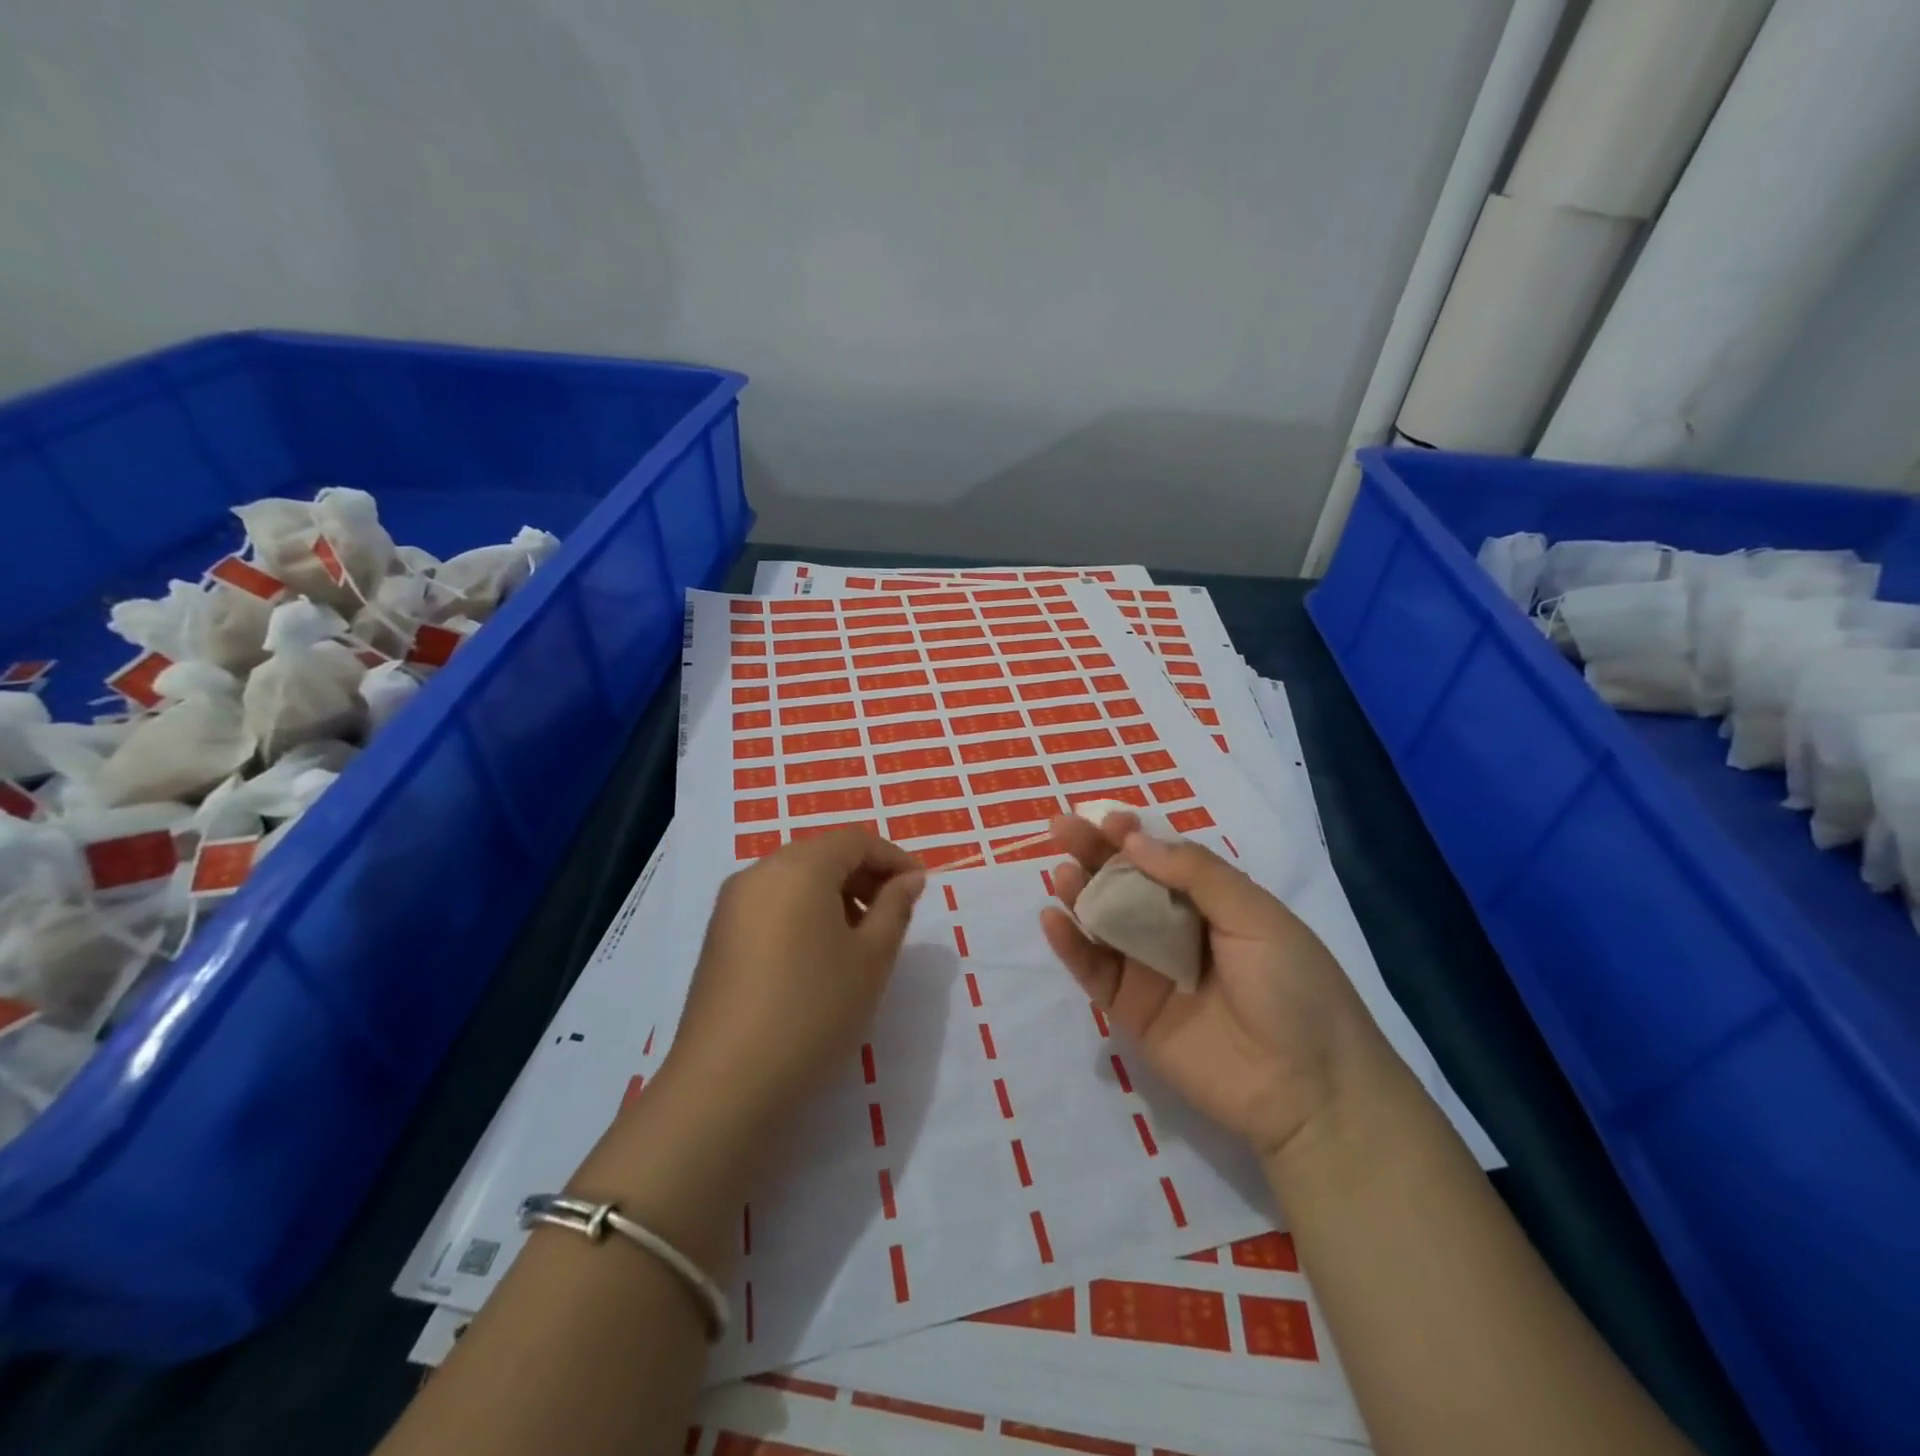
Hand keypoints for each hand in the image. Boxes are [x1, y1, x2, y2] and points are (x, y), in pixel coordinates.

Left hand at [666, 828, 925, 1127]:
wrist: (727, 1083)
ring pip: (796, 880)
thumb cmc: (814, 1010)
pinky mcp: (719, 936)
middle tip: (895, 914)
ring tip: (860, 940)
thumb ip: (895, 908)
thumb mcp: (871, 958)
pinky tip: (819, 956)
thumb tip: (909, 878)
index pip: (855, 840)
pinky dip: (804, 913)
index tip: (921, 888)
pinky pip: (772, 904)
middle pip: (823, 855)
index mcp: (798, 867)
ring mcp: (732, 904)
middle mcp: (759, 872)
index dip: (894, 857)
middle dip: (864, 876)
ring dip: (835, 895)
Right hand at [1039, 812, 1388, 1161]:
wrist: (1308, 1091)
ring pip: (1103, 922)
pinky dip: (1070, 945)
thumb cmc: (1293, 988)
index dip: (1132, 836)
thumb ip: (1196, 874)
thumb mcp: (1256, 916)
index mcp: (1212, 902)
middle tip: (1060, 829)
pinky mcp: (1130, 1010)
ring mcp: (1150, 970)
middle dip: (1093, 853)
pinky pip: (1094, 971)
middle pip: (1124, 884)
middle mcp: (1176, 929)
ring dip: (1079, 893)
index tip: (1105, 820)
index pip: (1161, 858)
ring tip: (1062, 873)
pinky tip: (1052, 919)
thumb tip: (1134, 840)